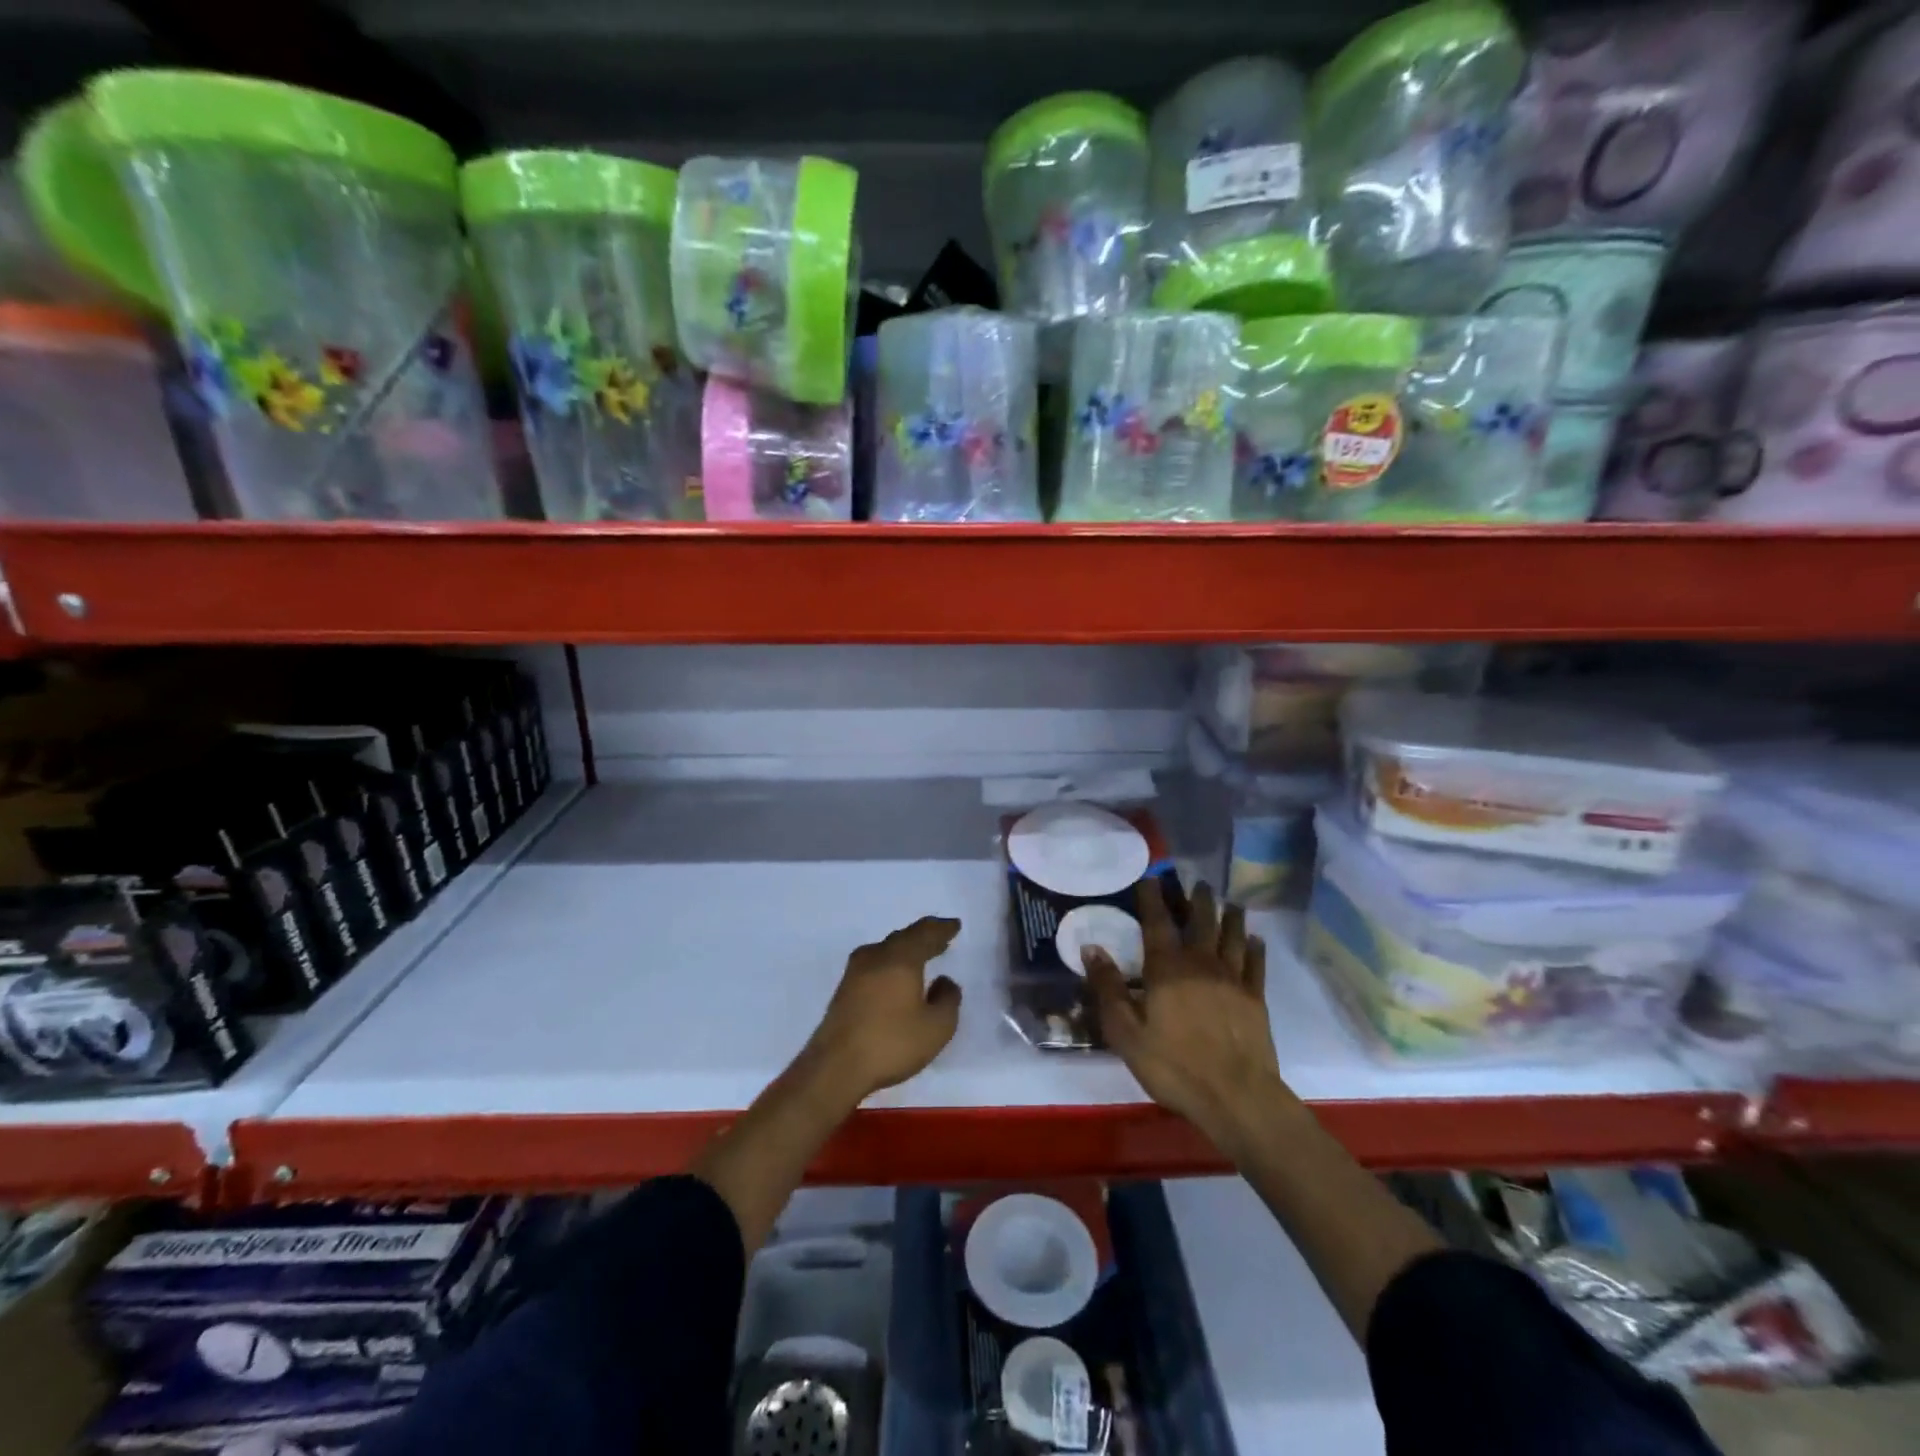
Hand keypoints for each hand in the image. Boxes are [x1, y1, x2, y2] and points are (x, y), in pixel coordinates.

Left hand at [802, 916, 963, 1104]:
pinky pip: (874, 965)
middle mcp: (876, 957)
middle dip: (923, 937)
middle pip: (903, 938)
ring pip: (886, 950)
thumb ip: (948, 1000)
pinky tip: (895, 978)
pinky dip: (891, 964)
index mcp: (900, 958)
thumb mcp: (936, 1027)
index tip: (954, 926)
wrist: (835, 1067)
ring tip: (921, 956)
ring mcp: (855, 972)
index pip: (924, 933)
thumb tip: (944, 981)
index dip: (941, 929)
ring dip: (905, 950)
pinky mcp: (844, 990)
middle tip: (940, 940)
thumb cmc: (891, 1043)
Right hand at [1084, 881, 1297, 1157]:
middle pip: (1201, 921)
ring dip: (1230, 916)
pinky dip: (1255, 947)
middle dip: (1197, 900)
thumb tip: (1091, 948)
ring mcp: (1232, 979)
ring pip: (1232, 936)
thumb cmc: (1175, 1066)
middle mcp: (1201, 963)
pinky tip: (1255, 939)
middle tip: (1197, 883)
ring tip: (1229, 902)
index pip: (1157, 922)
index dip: (1152, 898)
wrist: (1237, 1096)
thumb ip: (1108, 989)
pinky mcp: (1255, 998)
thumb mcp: (1126, 1033)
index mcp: (1167, 968)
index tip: (1150, 878)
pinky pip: (1255, 963)